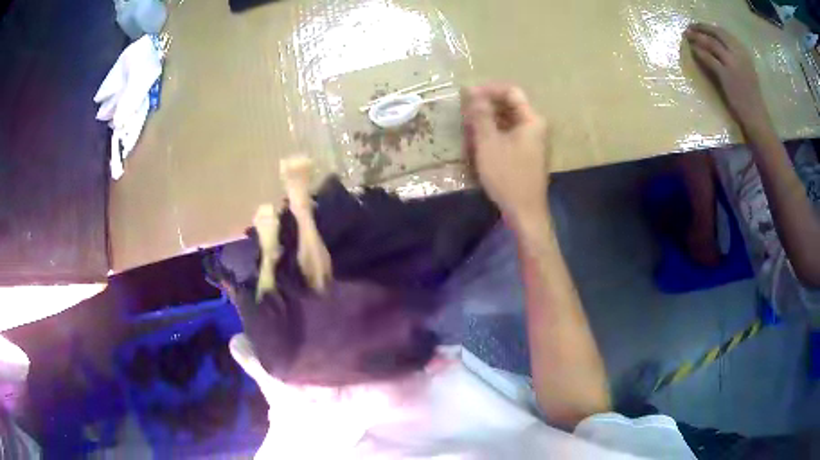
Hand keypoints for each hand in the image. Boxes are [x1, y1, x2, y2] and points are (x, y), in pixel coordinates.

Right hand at [462, 83, 549, 223]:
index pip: (511, 92)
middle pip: (510, 105)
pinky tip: (478, 142)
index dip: (488, 89)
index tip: (467, 94)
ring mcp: (532, 140)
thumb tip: (473, 91)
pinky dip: (494, 133)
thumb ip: (481, 115)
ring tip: (468, 127)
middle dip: (486, 106)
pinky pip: (509, 134)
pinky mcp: (526, 153)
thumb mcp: (489, 143)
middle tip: (464, 112)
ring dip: (488, 120)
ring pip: (508, 120)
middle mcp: (535, 126)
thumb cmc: (507, 176)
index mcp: (531, 120)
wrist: (525, 212)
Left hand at [685, 23, 771, 132]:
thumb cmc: (751, 96)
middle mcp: (738, 54)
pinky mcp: (726, 75)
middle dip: (701, 28)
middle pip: (716, 34)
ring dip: (697, 37)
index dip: (709, 27)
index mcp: (744, 52)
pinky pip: (709, 58)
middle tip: (690, 28)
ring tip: (688, 36)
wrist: (756, 116)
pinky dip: (699, 52)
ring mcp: (732, 64)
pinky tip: (693, 51)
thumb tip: (716, 45)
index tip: (699, 26)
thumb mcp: (745, 70)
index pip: (723, 32)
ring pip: (710, 43)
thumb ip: (734, 57)